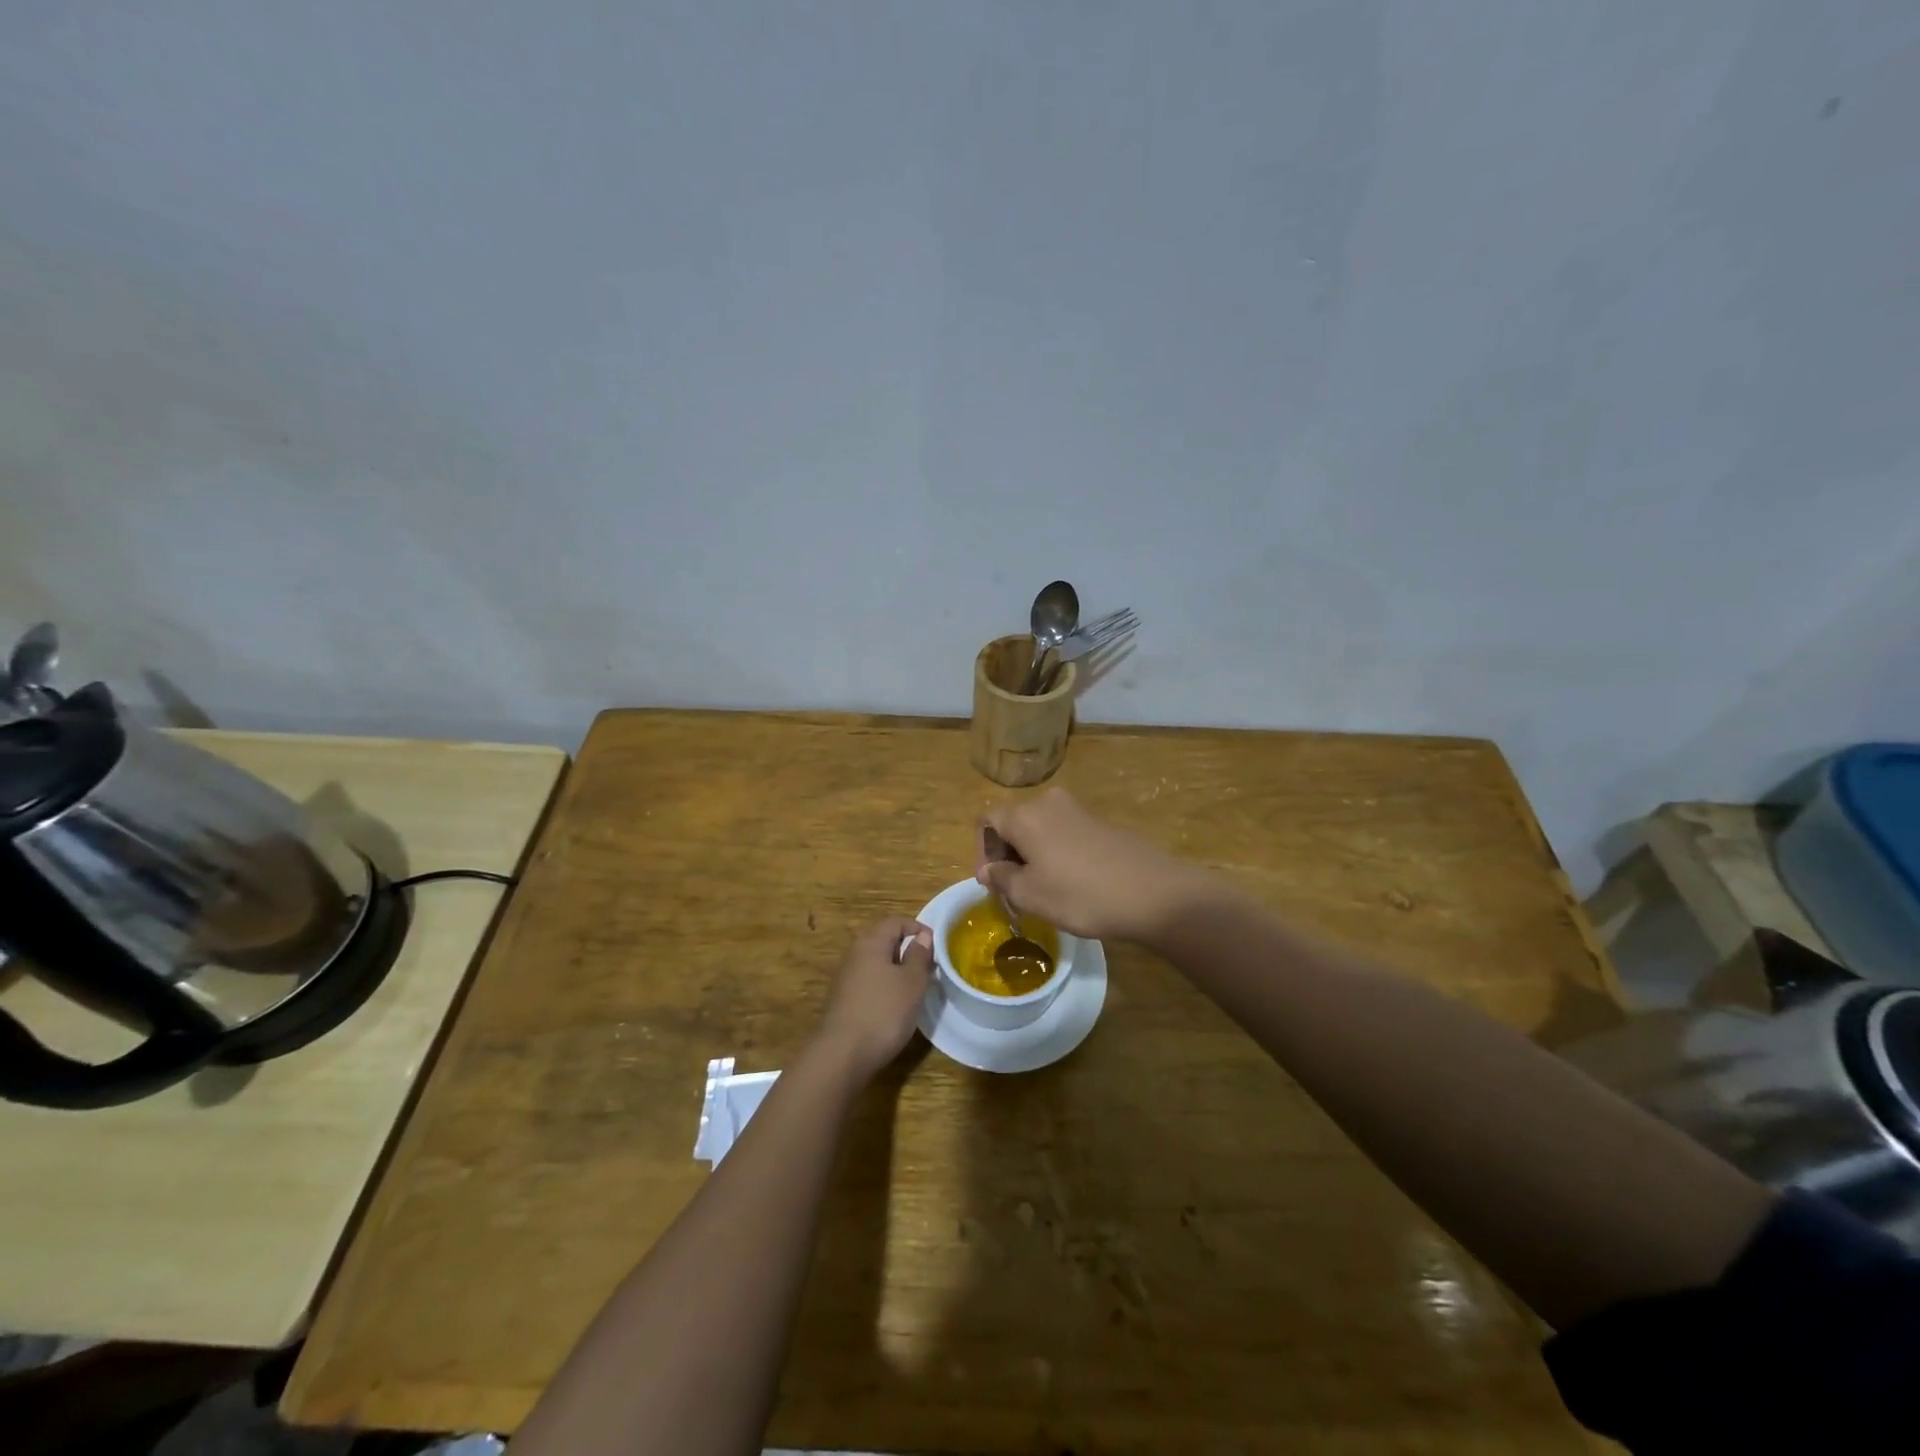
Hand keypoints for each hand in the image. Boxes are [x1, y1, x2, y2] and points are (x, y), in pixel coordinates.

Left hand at [814, 916, 932, 1080]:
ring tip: (915, 988)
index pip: (896, 921)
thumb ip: (919, 956)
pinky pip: (869, 981)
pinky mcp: (844, 999)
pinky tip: (895, 1005)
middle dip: (908, 949)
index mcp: (871, 942)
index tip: (936, 946)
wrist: (842, 1054)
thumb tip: (922, 935)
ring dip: (897, 969)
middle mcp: (855, 953)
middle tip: (928, 967)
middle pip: (884, 940)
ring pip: (877, 962)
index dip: (917, 928)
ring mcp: (846, 977)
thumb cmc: (883, 1012)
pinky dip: (885, 985)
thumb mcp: (912, 982)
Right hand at [978, 789, 1197, 943]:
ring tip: (1041, 890)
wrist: (1153, 893)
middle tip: (1014, 891)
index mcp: (1024, 815)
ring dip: (1032, 855)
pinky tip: (1070, 883)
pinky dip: (1056, 853)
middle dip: (1007, 855)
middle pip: (1013, 822)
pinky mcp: (1100, 822)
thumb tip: (989, 869)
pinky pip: (1064, 833)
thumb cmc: (1080, 895)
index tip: (993, 884)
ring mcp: (1078, 810)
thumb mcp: (1030, 895)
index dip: (983, 852)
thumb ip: (1001, 878)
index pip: (986, 821)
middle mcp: (1047, 802)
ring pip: (1039, 828)